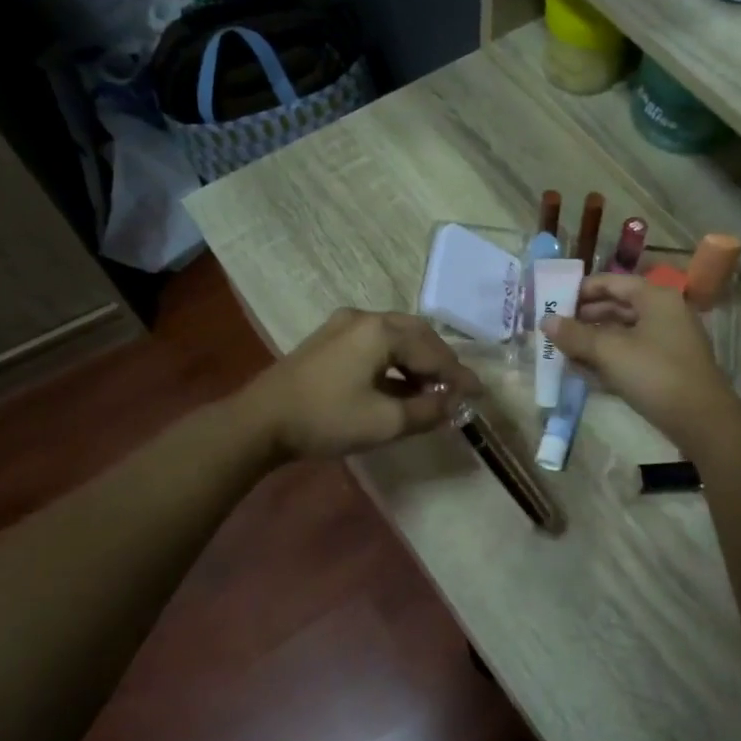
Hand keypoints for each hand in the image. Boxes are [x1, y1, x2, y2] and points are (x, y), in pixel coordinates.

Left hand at [242, 309, 482, 461]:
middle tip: (456, 389)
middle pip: (417, 335)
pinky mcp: (329, 339)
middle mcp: (365, 318)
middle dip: (440, 362)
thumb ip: (426, 411)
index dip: (458, 376)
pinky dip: (394, 360)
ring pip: (396, 336)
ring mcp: (343, 325)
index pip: (433, 352)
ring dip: (417, 360)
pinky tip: (399, 384)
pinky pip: (375, 342)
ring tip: (431, 389)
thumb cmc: (326, 419)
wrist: (260, 421)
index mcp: (382, 331)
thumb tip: (453, 404)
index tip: (479, 395)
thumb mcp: (385, 422)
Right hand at [542, 275, 736, 446]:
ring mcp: (668, 341)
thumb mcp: (610, 352)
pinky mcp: (667, 366)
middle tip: (554, 329)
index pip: (612, 282)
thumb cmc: (655, 374)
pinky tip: (584, 371)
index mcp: (655, 298)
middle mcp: (664, 313)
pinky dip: (609, 358)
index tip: (553, 301)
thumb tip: (545, 321)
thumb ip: (575, 335)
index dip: (581, 290)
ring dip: (593, 340)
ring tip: (563, 351)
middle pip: (617, 306)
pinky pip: (631, 353)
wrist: (702, 420)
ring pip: (623, 333)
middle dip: (584, 318)